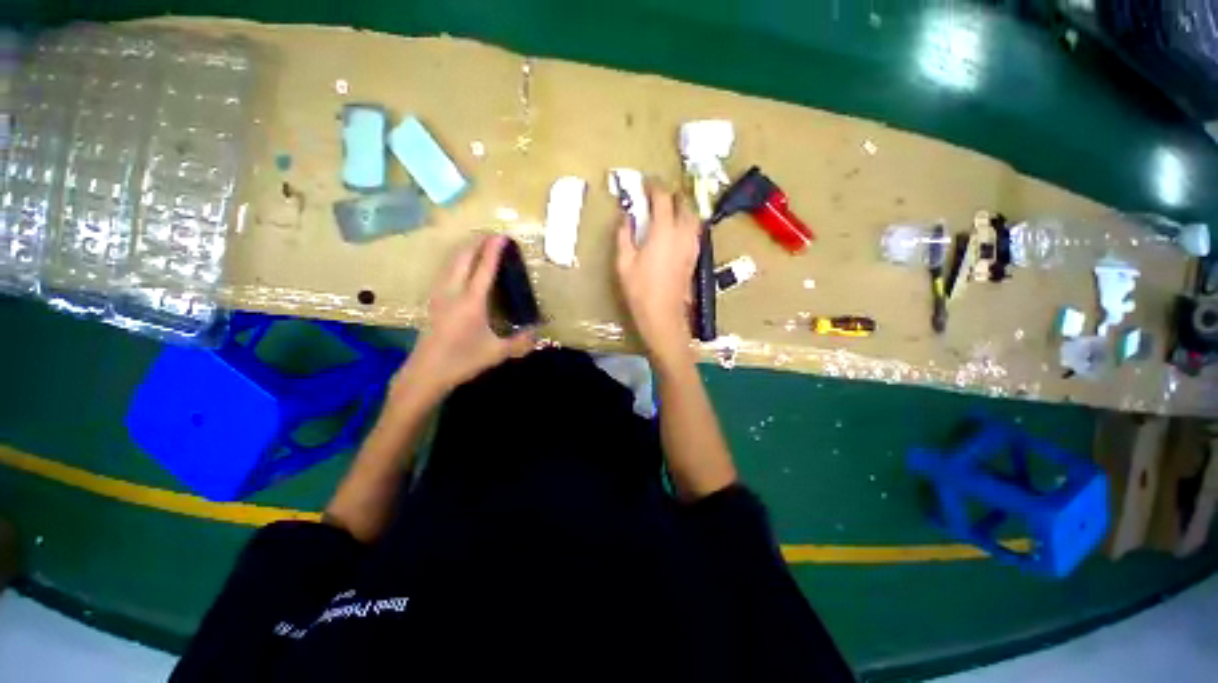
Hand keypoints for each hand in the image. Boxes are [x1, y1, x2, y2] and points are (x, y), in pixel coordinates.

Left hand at [394, 235, 534, 399]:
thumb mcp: (496, 353)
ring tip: (478, 245)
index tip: (502, 236)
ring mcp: (439, 294)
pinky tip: (461, 266)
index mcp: (471, 302)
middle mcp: (453, 292)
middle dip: (477, 242)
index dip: (493, 250)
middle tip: (492, 237)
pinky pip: (445, 271)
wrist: (426, 372)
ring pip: (450, 262)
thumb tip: (538, 334)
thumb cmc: (462, 361)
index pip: (484, 268)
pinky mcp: (432, 300)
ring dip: (465, 249)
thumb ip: (519, 342)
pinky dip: (456, 261)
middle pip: (463, 257)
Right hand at [615, 184, 699, 365]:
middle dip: (670, 195)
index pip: (662, 198)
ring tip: (667, 211)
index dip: (654, 187)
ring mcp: (692, 245)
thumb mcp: (624, 262)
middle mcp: (682, 233)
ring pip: (693, 216)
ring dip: (681, 208)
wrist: (663, 315)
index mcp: (663, 231)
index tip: (645, 183)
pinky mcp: (695, 256)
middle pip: (683, 203)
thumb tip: (625, 216)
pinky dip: (686, 223)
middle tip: (655, 197)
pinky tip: (675, 231)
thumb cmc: (639, 290)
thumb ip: (624, 235)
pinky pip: (694, 231)